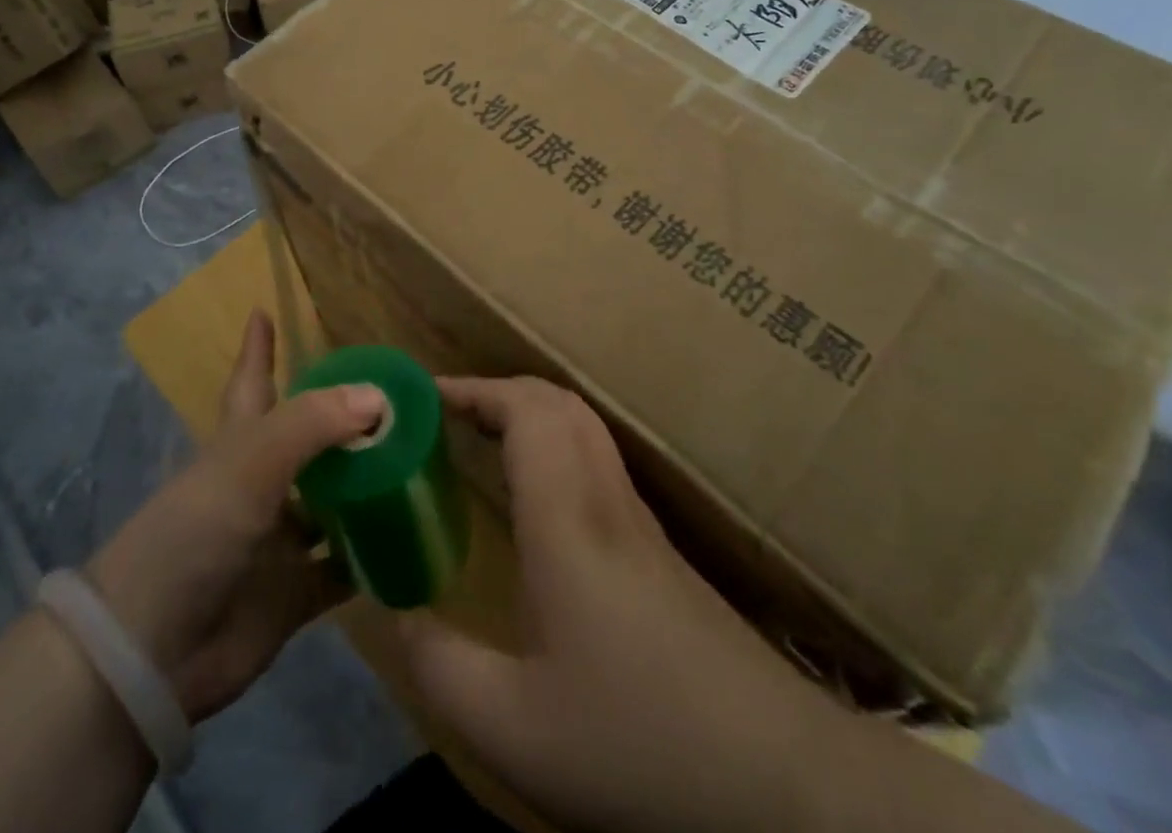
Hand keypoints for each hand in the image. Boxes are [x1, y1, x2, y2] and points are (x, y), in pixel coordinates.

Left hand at [86, 310, 383, 722]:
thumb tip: (377, 396)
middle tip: (396, 399)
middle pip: (307, 441)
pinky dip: (371, 557)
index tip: (262, 311)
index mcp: (240, 444)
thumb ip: (313, 424)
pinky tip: (412, 539)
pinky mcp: (292, 594)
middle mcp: (261, 484)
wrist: (152, 653)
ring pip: (331, 502)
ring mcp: (277, 540)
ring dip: (367, 486)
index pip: (253, 381)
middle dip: (343, 421)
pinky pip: (342, 568)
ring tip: (419, 462)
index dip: (258, 348)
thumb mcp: (249, 463)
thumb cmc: (194, 535)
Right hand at [399, 376, 850, 832]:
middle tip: (446, 414)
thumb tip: (391, 613)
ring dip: (529, 414)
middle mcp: (606, 499)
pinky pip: (598, 462)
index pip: (526, 410)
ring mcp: (640, 521)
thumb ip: (439, 667)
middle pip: (558, 402)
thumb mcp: (512, 728)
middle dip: (498, 391)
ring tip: (481, 441)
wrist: (780, 784)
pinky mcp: (660, 551)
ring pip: (584, 427)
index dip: (473, 389)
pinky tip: (536, 502)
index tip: (423, 397)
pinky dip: (555, 447)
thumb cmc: (636, 740)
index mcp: (567, 517)